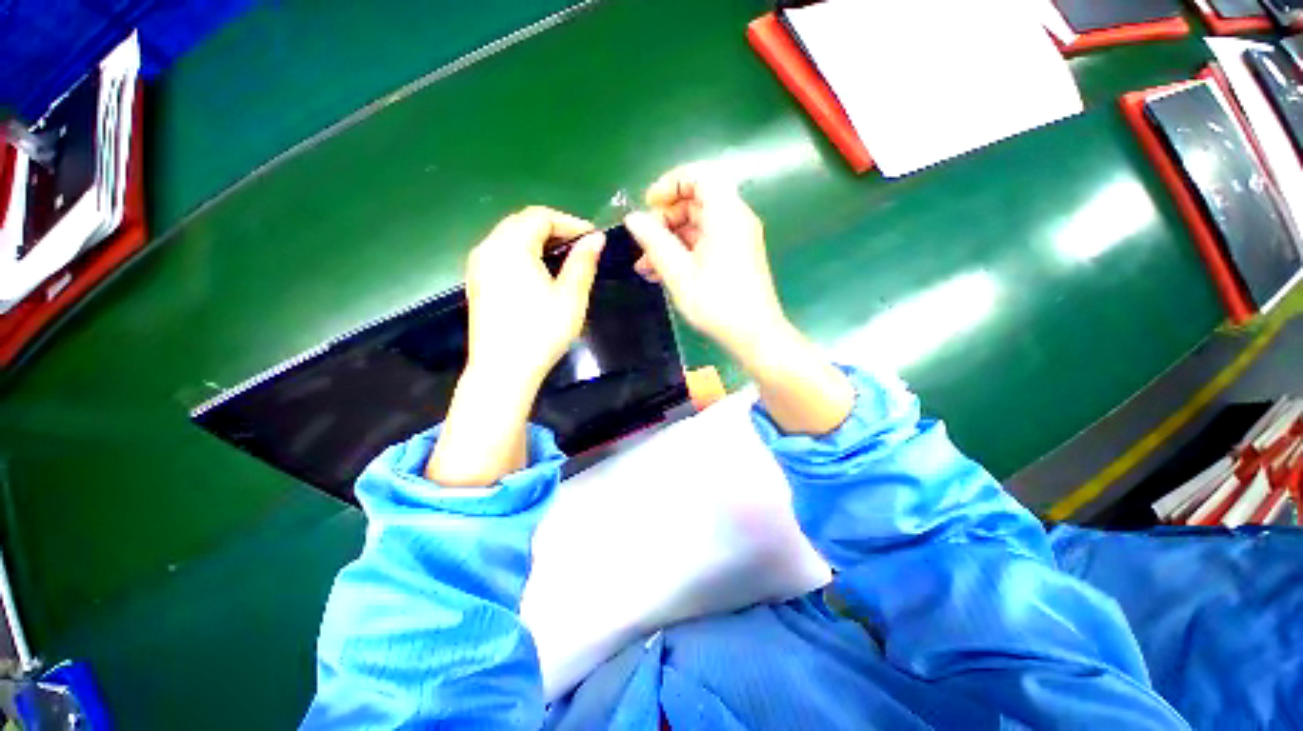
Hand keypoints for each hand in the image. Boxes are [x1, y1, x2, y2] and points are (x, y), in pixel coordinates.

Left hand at [464, 206, 605, 392]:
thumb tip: (596, 239)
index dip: (570, 223)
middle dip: (554, 229)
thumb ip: (583, 263)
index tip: (593, 238)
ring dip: (538, 241)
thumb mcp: (570, 297)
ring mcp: (478, 266)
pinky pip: (501, 254)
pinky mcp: (477, 283)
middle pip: (522, 223)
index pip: (541, 216)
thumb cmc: (541, 331)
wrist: (503, 370)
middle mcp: (488, 248)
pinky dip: (523, 254)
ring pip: (509, 238)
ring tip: (563, 259)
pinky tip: (539, 274)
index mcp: (511, 246)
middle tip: (580, 247)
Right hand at [626, 166, 853, 435]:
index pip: (700, 176)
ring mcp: (737, 240)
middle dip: (664, 220)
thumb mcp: (679, 273)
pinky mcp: (735, 258)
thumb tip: (633, 218)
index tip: (649, 205)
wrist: (755, 336)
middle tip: (642, 243)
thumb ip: (654, 242)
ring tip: (644, 266)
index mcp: (726, 215)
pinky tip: (661, 273)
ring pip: (697, 226)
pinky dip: (683, 252)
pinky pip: (705, 244)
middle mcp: (735, 220)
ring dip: (669, 241)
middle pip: (696, 202)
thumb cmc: (717, 304)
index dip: (671, 184)